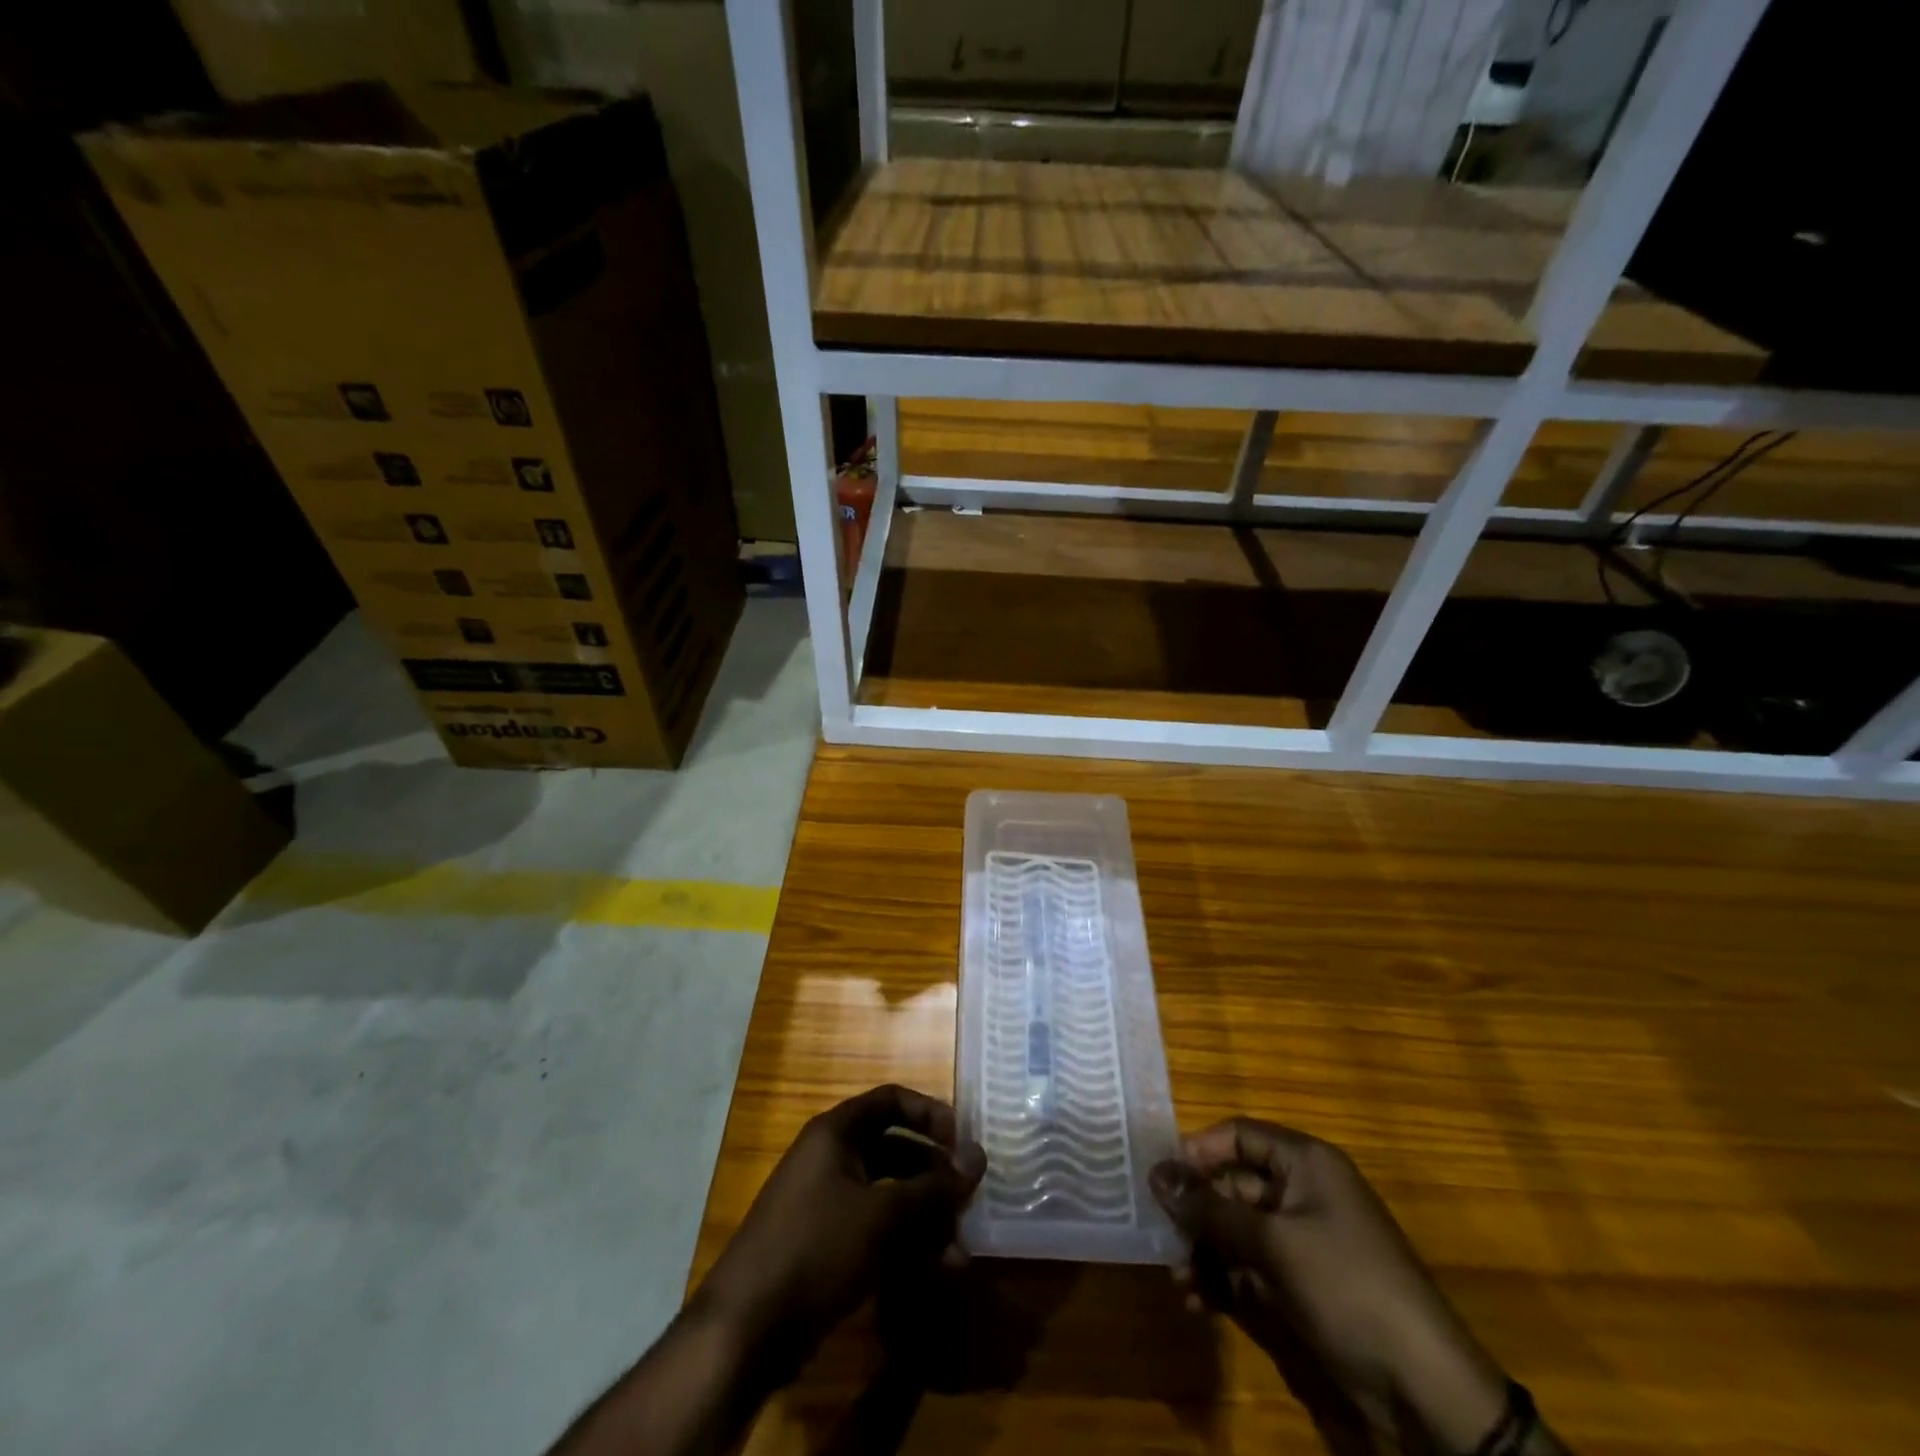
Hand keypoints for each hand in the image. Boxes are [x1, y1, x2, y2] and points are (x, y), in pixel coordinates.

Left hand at [694, 1085, 986, 1371]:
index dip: (929, 1113)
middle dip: (934, 1176)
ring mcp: (826, 1202)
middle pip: (894, 1149)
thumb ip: (933, 1187)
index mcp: (836, 1133)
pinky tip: (935, 1271)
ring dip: (925, 1218)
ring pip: (888, 1195)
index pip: (891, 1100)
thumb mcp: (882, 1214)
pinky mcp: (825, 1244)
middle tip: (968, 1201)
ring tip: (959, 1251)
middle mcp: (831, 1158)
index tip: (961, 1141)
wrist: (745, 1328)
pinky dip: (905, 1244)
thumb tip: (978, 1157)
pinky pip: (875, 1229)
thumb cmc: (816, 1248)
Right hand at [1151, 1119, 1510, 1451]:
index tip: (1162, 1180)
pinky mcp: (1303, 1285)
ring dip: (1204, 1252)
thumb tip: (1157, 1175)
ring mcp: (1303, 1241)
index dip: (1199, 1151)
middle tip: (1163, 1239)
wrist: (1425, 1389)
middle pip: (1233, 1185)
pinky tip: (1201, 1302)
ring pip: (1236, 1230)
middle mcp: (1302, 1193)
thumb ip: (1211, 1208)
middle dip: (1196, 1213)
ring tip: (1181, 1282)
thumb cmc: (1347, 1286)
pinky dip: (1224, 1281)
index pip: (1238, 1135)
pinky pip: (1250, 1268)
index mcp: (1305, 1164)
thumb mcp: (1274, 1242)